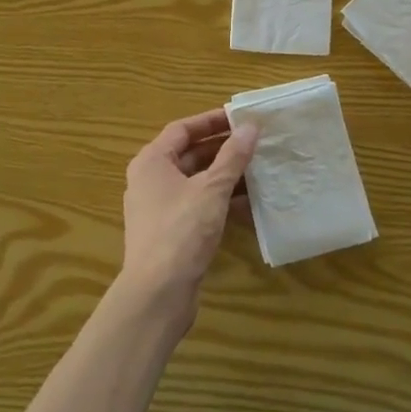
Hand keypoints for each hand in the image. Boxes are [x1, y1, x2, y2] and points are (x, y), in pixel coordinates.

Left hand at [119, 109, 258, 326]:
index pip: (182, 129)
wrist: (158, 293)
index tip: (241, 118)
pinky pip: (198, 206)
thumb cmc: (181, 231)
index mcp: (152, 161)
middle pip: (190, 154)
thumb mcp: (212, 189)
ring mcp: (159, 208)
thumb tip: (250, 127)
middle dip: (223, 149)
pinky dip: (220, 201)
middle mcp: (151, 180)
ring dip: (225, 176)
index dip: (211, 121)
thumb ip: (232, 157)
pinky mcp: (170, 232)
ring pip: (196, 182)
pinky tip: (249, 204)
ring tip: (259, 170)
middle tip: (256, 143)